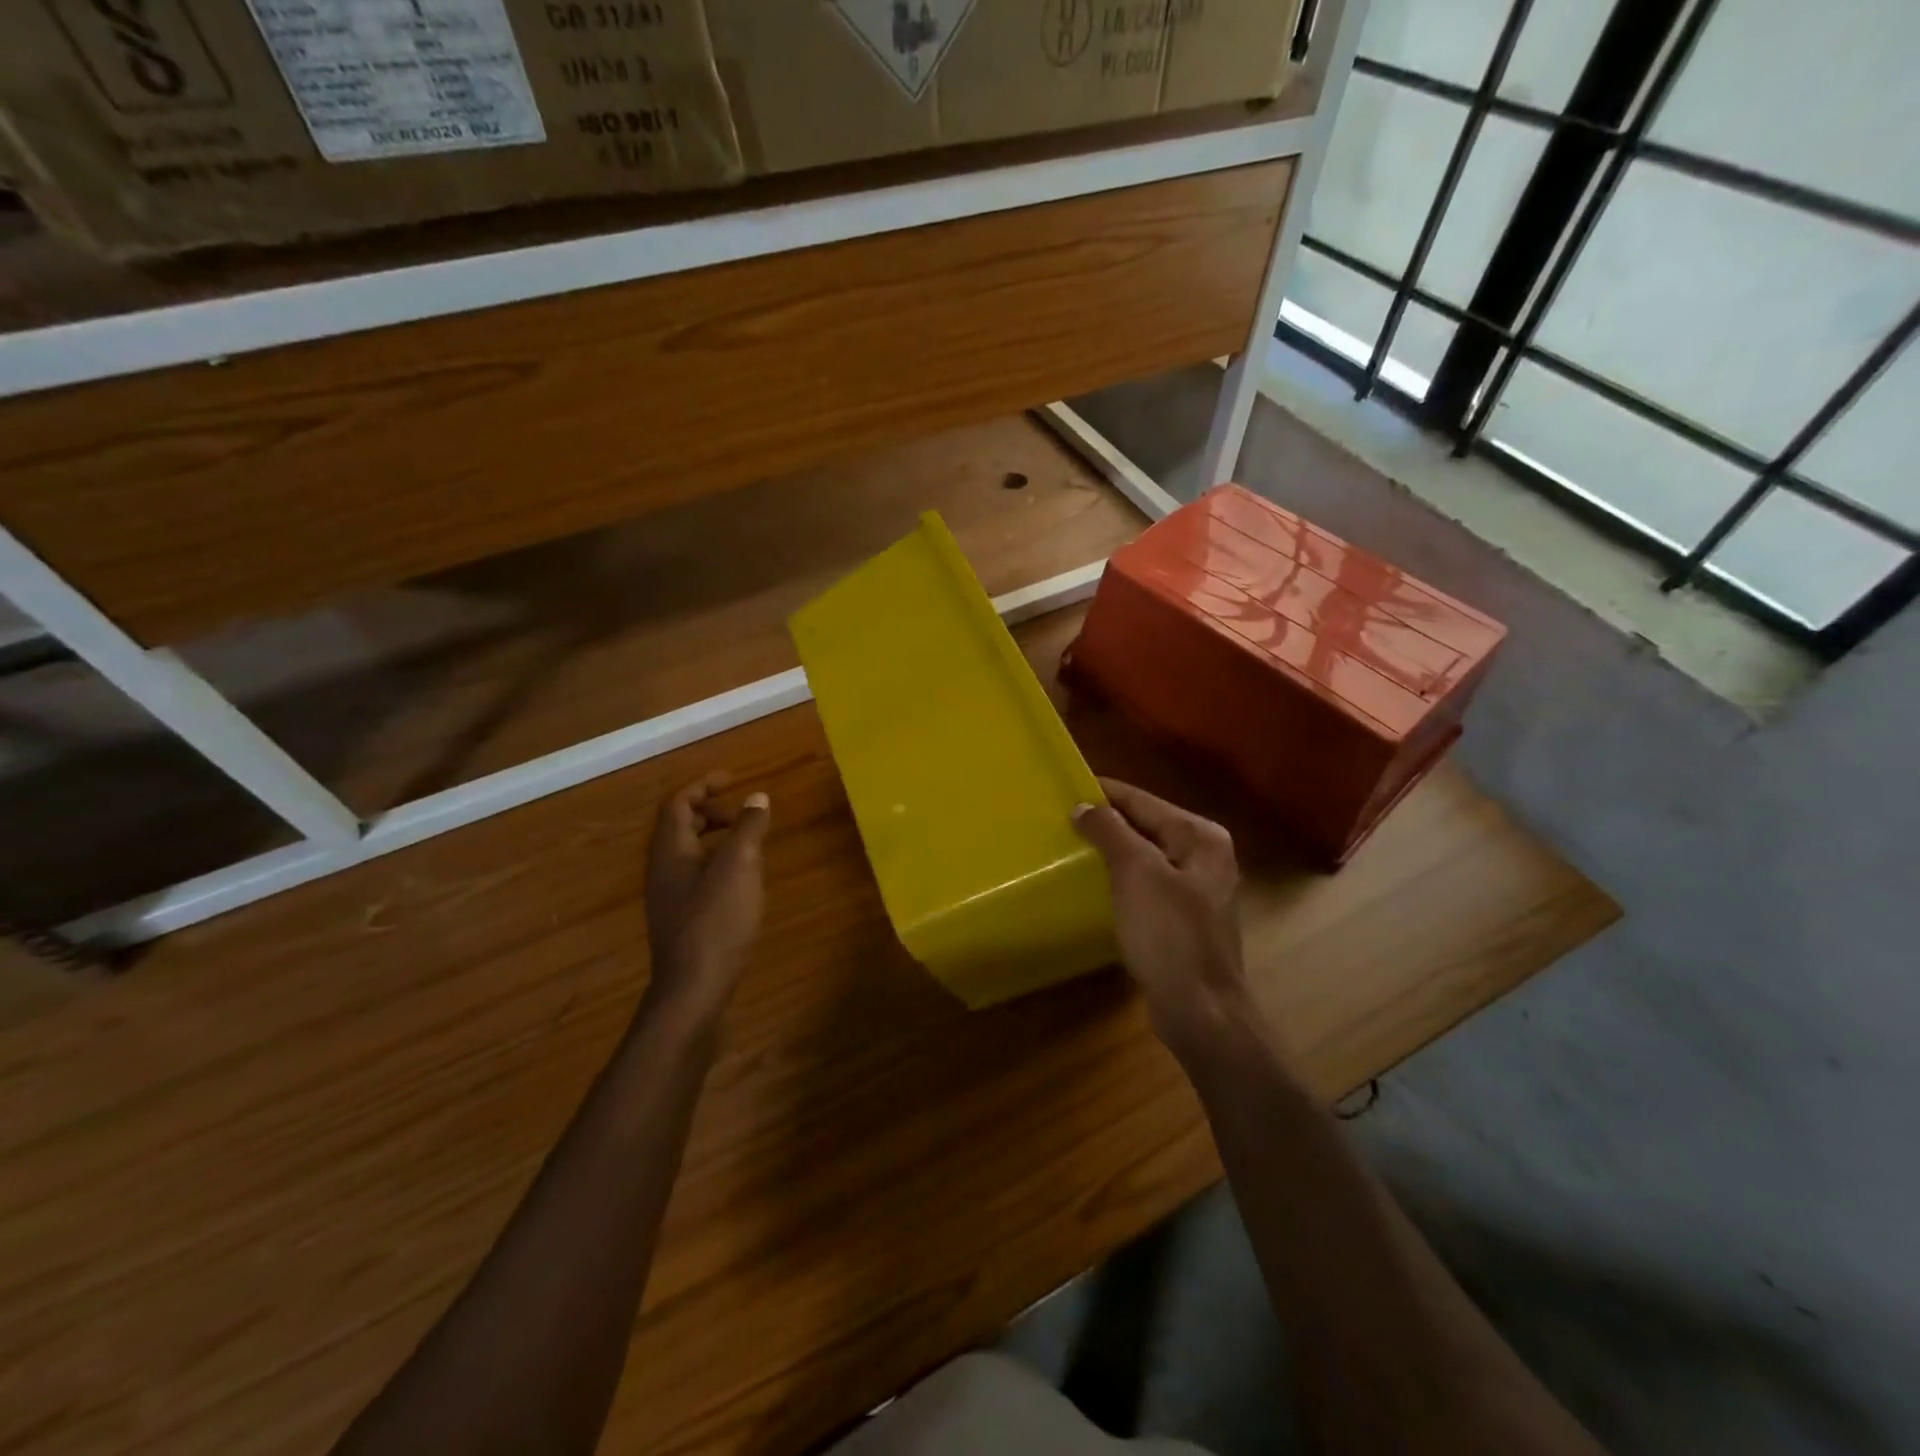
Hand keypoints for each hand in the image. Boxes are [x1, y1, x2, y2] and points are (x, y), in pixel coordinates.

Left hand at [643, 773, 770, 1024]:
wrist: (692, 990)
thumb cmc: (716, 921)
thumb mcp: (740, 866)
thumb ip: (749, 828)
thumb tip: (758, 797)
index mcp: (670, 850)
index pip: (679, 803)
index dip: (704, 785)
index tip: (732, 778)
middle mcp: (662, 869)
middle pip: (680, 826)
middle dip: (711, 811)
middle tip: (744, 813)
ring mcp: (669, 896)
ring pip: (688, 852)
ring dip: (716, 838)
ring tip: (749, 844)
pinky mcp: (680, 918)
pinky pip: (695, 874)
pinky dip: (717, 862)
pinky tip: (742, 881)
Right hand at [1073, 778, 1248, 1050]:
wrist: (1199, 1010)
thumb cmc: (1169, 934)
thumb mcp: (1136, 873)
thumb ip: (1110, 831)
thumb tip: (1084, 806)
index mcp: (1200, 837)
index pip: (1144, 800)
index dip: (1105, 793)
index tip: (1067, 786)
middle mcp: (1204, 856)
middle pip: (1146, 826)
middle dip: (1107, 822)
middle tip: (1063, 818)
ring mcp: (1196, 889)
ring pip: (1145, 856)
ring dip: (1112, 851)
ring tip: (1072, 847)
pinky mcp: (1183, 919)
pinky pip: (1146, 885)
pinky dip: (1121, 879)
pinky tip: (1096, 885)